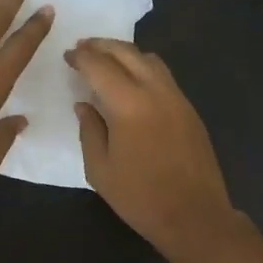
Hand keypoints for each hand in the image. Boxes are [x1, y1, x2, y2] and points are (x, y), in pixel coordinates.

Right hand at [66, 38, 238, 254]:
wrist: (194, 216)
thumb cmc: (140, 197)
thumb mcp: (100, 169)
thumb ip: (89, 130)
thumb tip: (84, 104)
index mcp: (129, 105)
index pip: (100, 66)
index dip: (81, 57)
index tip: (67, 56)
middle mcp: (156, 92)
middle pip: (127, 53)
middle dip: (102, 46)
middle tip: (83, 47)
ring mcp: (178, 98)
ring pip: (150, 60)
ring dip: (125, 53)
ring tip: (107, 59)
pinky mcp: (190, 110)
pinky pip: (164, 76)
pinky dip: (143, 68)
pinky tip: (132, 82)